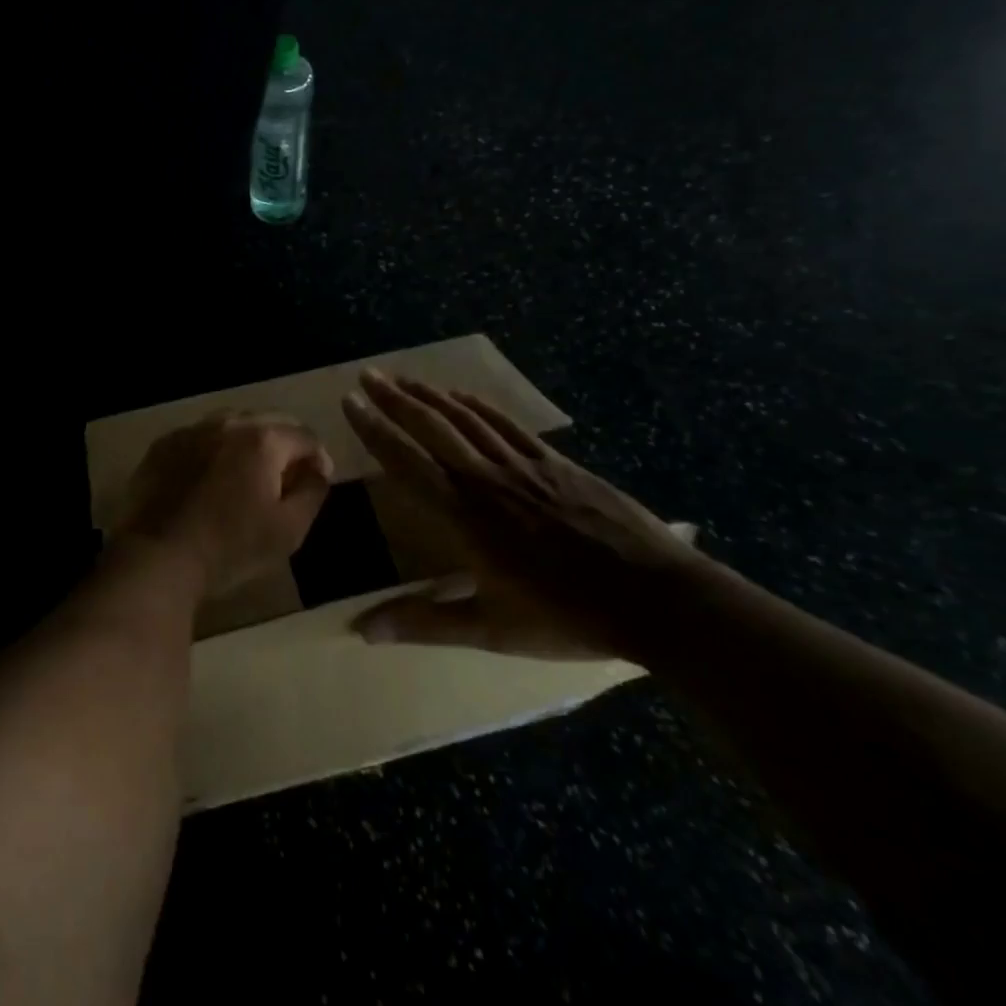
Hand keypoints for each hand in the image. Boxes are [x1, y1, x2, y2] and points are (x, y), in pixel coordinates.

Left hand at [113, 412, 332, 598]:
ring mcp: (191, 430)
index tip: (318, 479)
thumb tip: (317, 471)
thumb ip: (313, 493)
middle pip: (268, 421)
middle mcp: (227, 422)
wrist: (157, 556)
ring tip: (249, 472)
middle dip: (285, 444)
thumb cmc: (230, 547)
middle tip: (287, 474)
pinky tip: (210, 476)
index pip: (304, 435)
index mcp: (262, 440)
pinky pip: (200, 437)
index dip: (318, 456)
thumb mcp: (288, 530)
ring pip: (232, 424)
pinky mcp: (163, 445)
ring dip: (248, 442)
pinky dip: (214, 449)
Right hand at [341, 370, 710, 659]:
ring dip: (429, 396)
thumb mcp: (491, 629)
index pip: (407, 462)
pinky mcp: (555, 462)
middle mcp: (486, 479)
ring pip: (466, 419)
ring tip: (401, 378)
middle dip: (394, 400)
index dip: (375, 431)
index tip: (350, 404)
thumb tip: (360, 630)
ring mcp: (523, 465)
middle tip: (366, 376)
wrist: (656, 598)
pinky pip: (505, 424)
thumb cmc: (567, 616)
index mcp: (465, 516)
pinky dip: (477, 405)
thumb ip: (424, 623)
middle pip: (431, 429)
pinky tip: (461, 394)